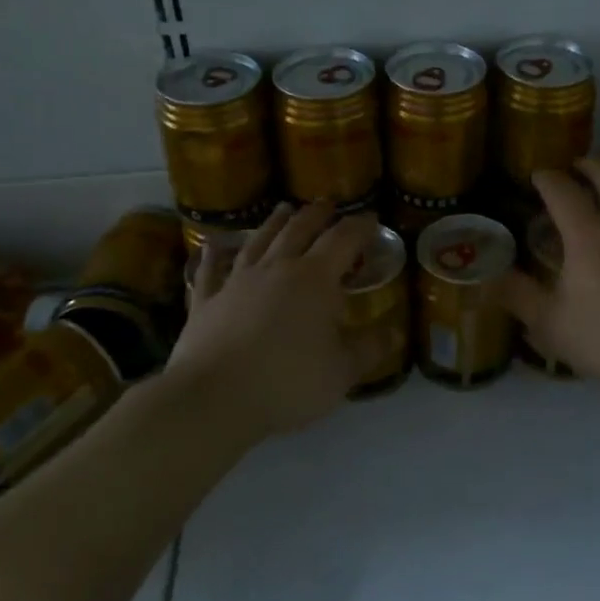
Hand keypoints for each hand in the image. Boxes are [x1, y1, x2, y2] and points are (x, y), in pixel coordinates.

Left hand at [168, 202, 380, 440]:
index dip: (360, 227)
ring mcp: (237, 281)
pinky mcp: (206, 301)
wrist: (215, 397)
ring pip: (259, 241)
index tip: (371, 218)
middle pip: (299, 230)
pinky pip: (210, 271)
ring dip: (274, 223)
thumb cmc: (288, 381)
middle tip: (328, 203)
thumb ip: (369, 348)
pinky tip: (212, 246)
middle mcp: (277, 268)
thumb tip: (394, 331)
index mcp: (315, 279)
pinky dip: (214, 256)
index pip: (343, 240)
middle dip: (317, 214)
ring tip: (284, 208)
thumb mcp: (342, 371)